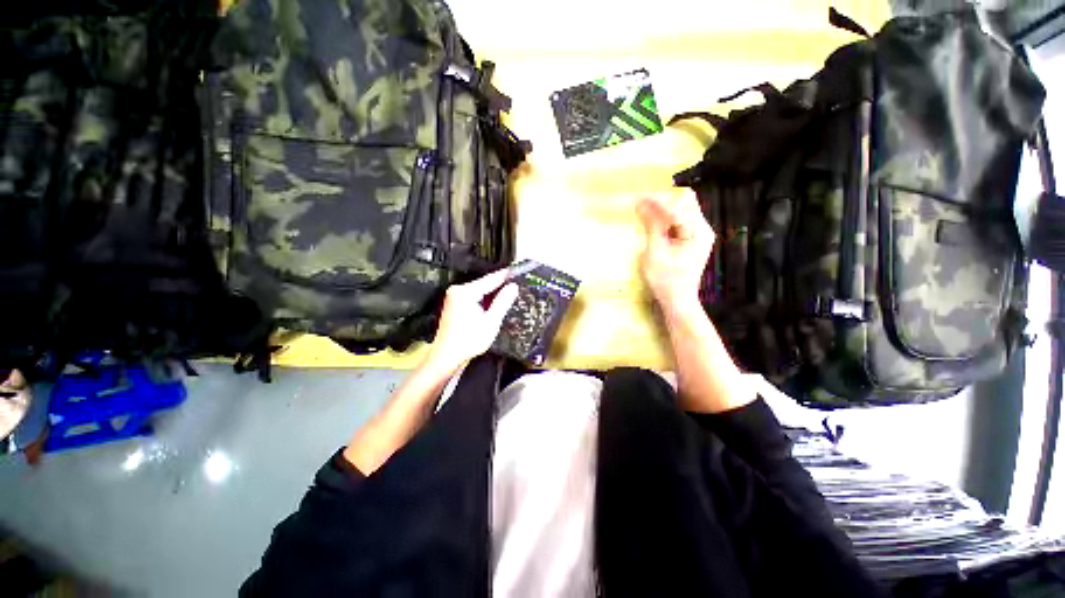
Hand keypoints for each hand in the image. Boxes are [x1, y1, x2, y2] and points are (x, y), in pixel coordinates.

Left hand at [427, 269, 518, 373]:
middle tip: (516, 287)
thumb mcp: (491, 321)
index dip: (505, 276)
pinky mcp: (455, 304)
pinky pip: (474, 297)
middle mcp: (457, 291)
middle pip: (484, 284)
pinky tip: (494, 306)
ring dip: (493, 295)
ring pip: (480, 291)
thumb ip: (503, 302)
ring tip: (508, 296)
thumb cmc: (467, 342)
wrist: (447, 356)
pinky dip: (484, 301)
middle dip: (500, 287)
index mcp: (465, 292)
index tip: (516, 271)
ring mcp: (454, 297)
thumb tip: (512, 287)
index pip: (490, 279)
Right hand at [637, 193, 714, 311]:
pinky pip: (680, 220)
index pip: (678, 205)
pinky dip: (666, 218)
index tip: (637, 199)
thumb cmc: (665, 280)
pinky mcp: (693, 239)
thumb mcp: (655, 253)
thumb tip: (641, 204)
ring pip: (683, 209)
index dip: (657, 201)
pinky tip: (653, 222)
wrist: (677, 300)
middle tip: (640, 205)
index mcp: (697, 231)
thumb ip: (652, 226)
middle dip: (662, 201)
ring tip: (643, 211)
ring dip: (663, 208)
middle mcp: (702, 228)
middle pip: (685, 202)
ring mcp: (699, 234)